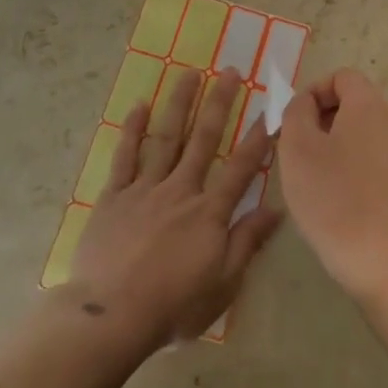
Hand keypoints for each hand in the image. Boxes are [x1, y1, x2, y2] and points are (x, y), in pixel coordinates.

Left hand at [67, 66, 280, 349]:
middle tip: (231, 71)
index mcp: (209, 212)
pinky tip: (140, 106)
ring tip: (191, 73)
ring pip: (166, 138)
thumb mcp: (223, 283)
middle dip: (220, 103)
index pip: (241, 168)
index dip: (258, 139)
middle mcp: (181, 190)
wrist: (110, 316)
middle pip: (204, 139)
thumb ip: (248, 241)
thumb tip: (277, 209)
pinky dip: (133, 130)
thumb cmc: (173, 305)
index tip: (270, 110)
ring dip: (180, 103)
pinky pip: (125, 156)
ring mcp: (145, 189)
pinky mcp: (115, 196)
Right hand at [276, 68, 387, 302]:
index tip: (295, 122)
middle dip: (324, 119)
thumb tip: (306, 103)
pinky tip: (340, 197)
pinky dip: (356, 165)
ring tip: (316, 176)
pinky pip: (377, 157)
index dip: (314, 91)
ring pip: (366, 132)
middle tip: (299, 150)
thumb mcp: (297, 148)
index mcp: (370, 106)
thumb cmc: (334, 198)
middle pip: (356, 103)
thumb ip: (296, 113)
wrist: (384, 259)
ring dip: (338, 144)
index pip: (342, 77)